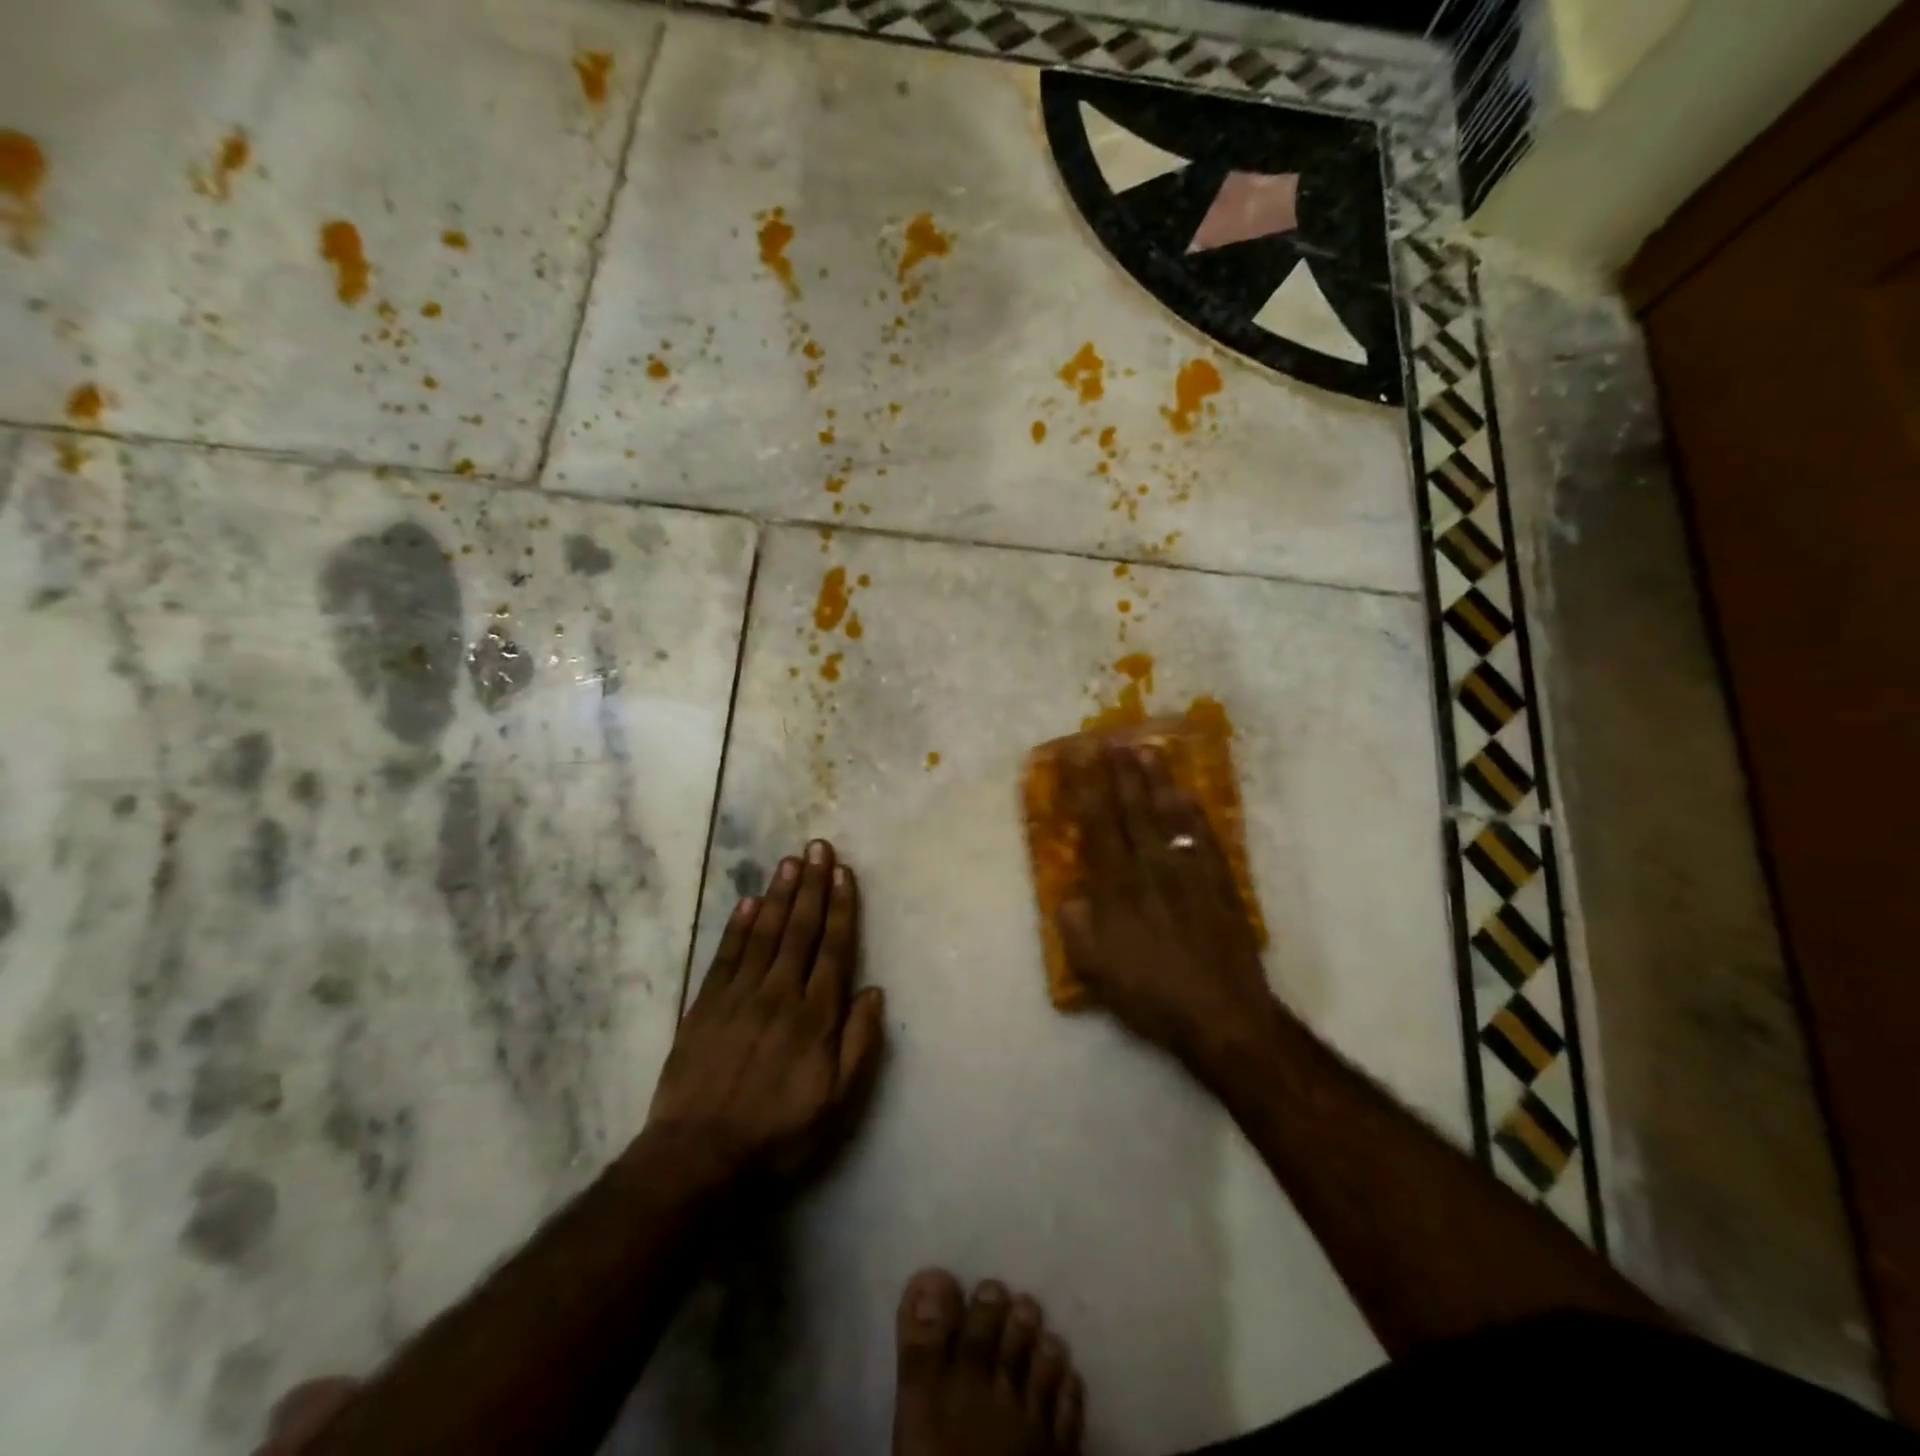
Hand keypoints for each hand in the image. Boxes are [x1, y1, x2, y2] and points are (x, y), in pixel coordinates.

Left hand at [644, 840, 885, 1184]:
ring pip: (765, 933)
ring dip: (779, 895)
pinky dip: (738, 926)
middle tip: (818, 847)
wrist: (697, 1155)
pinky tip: (749, 902)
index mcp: (814, 1016)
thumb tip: (874, 991)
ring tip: (789, 861)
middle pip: (800, 930)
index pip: (833, 949)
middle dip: (812, 886)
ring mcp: (739, 995)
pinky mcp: (706, 1004)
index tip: (844, 873)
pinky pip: (726, 955)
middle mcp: (779, 993)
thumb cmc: (777, 1132)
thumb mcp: (835, 1102)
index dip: (840, 908)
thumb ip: (858, 1043)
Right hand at [1056, 742, 1273, 1065]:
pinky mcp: (1219, 883)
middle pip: (1132, 810)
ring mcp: (1189, 872)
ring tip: (1146, 749)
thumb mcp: (1095, 971)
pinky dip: (1193, 812)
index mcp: (1117, 888)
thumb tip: (1070, 897)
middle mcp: (1151, 869)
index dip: (1086, 788)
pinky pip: (1204, 837)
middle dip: (1119, 772)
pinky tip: (1186, 793)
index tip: (1078, 757)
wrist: (1221, 1015)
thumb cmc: (1150, 995)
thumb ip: (1076, 929)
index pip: (1097, 825)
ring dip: (1155, 781)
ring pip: (1168, 815)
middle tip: (1111, 739)